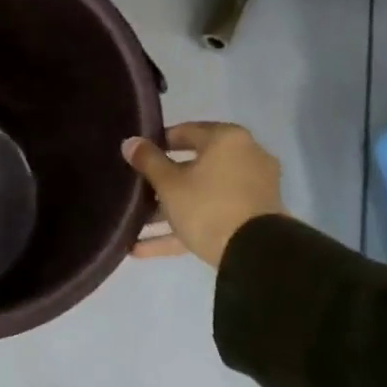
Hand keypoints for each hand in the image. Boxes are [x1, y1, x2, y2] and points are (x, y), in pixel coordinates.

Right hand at [122, 121, 284, 266]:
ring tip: (135, 223)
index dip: (158, 143)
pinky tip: (142, 248)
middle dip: (162, 182)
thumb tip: (130, 142)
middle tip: (136, 189)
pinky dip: (182, 229)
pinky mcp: (251, 221)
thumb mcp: (168, 183)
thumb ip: (147, 160)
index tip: (137, 155)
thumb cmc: (208, 206)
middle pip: (194, 166)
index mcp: (228, 140)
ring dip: (169, 210)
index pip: (186, 132)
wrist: (256, 255)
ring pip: (201, 196)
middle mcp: (245, 159)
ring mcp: (251, 192)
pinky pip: (211, 218)